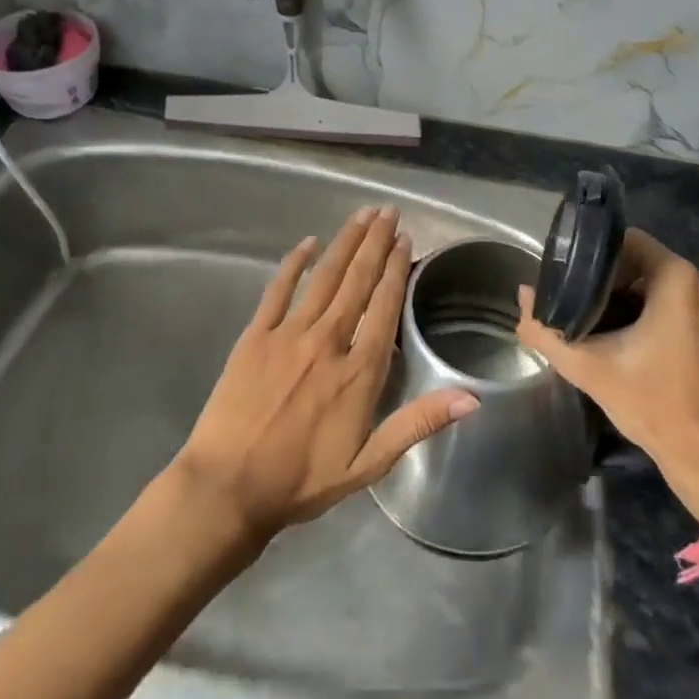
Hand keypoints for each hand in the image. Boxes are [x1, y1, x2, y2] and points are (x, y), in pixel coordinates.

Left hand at [172, 207, 479, 543]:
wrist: (228, 487)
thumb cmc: (301, 480)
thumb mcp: (369, 464)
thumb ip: (418, 423)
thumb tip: (471, 397)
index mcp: (359, 370)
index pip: (384, 306)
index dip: (396, 269)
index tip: (405, 240)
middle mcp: (328, 340)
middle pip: (357, 280)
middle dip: (376, 242)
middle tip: (389, 211)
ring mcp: (289, 333)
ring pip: (325, 276)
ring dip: (345, 242)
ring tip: (363, 214)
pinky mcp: (255, 335)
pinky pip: (278, 289)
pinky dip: (295, 263)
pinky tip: (308, 242)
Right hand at [516, 229, 698, 508]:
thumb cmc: (652, 405)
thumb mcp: (588, 367)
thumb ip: (546, 329)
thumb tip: (522, 295)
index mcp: (680, 278)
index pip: (629, 242)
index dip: (597, 259)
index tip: (577, 285)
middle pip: (648, 263)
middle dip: (616, 283)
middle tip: (588, 310)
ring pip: (669, 285)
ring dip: (640, 300)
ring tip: (612, 328)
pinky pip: (690, 304)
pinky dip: (666, 314)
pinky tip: (645, 344)